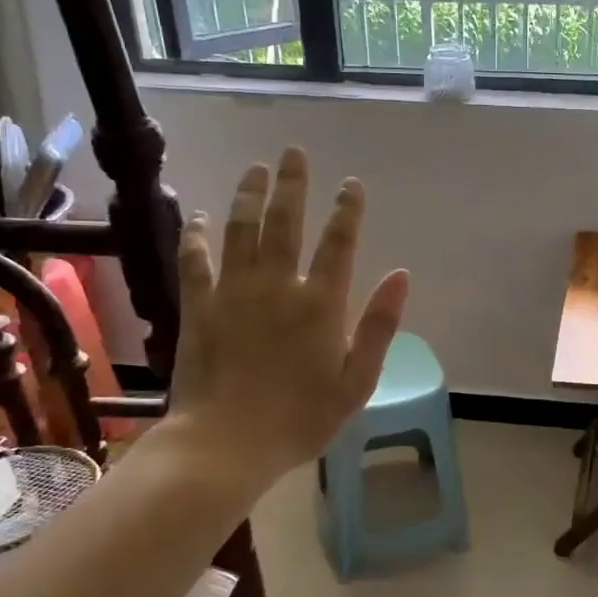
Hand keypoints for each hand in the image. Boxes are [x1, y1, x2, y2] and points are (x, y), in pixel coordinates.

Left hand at [163, 147, 408, 488]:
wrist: (226, 444)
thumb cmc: (301, 419)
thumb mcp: (357, 381)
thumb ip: (379, 326)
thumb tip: (401, 274)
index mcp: (321, 303)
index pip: (339, 242)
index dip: (347, 209)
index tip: (351, 183)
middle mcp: (277, 285)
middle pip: (286, 222)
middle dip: (293, 184)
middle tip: (294, 153)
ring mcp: (234, 292)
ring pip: (240, 229)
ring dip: (248, 195)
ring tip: (255, 169)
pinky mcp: (199, 307)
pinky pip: (196, 260)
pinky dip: (196, 235)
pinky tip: (197, 216)